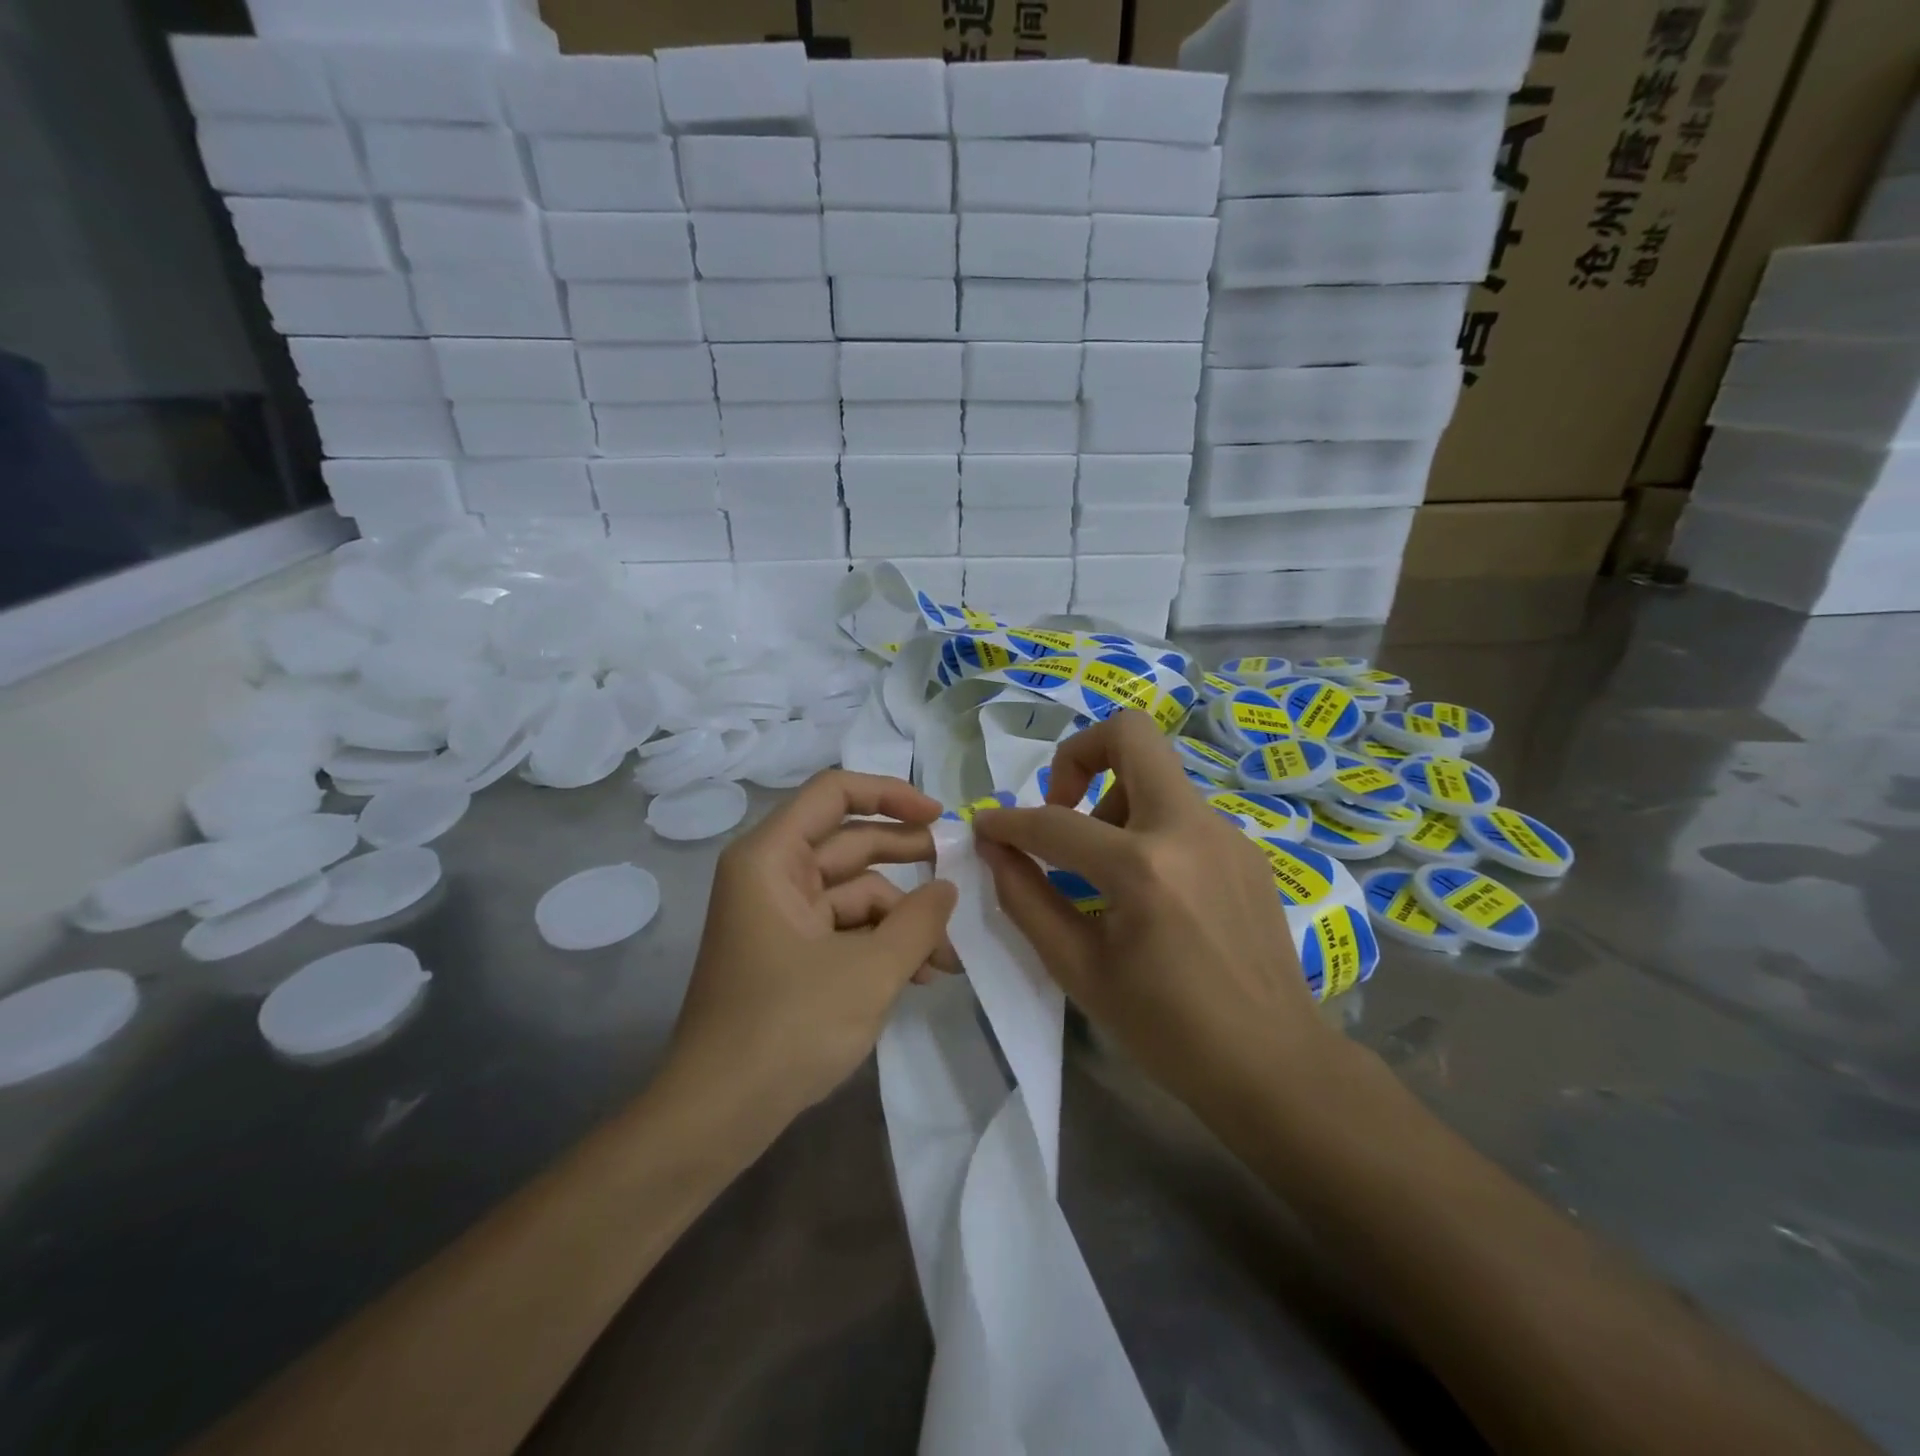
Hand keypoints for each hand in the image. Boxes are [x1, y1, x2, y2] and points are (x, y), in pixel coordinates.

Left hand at [666, 770, 958, 1129]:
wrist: (717, 1116)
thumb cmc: (788, 1027)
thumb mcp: (870, 971)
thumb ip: (918, 922)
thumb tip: (948, 889)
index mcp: (770, 858)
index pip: (834, 793)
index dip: (890, 794)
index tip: (940, 816)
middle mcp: (771, 876)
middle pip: (849, 842)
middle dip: (907, 859)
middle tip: (959, 872)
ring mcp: (779, 917)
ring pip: (853, 892)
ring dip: (902, 917)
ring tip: (947, 956)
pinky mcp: (788, 954)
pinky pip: (843, 928)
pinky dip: (881, 943)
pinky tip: (921, 974)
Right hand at [973, 711, 1339, 1123]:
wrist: (1275, 1065)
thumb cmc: (1167, 1031)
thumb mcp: (1079, 970)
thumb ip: (1026, 899)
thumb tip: (994, 849)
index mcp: (1144, 868)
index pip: (1055, 822)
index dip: (1007, 822)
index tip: (986, 827)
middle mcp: (1189, 829)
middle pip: (1130, 735)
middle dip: (1077, 756)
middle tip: (1061, 808)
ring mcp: (1226, 833)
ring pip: (1157, 774)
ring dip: (1114, 798)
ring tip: (1103, 869)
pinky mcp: (1245, 848)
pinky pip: (1182, 811)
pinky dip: (1147, 827)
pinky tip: (1148, 889)